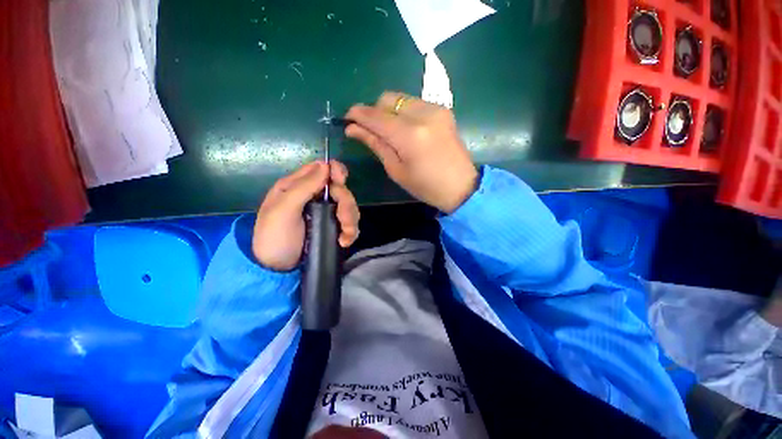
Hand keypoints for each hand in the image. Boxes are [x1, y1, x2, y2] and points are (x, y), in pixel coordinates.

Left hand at [252, 161, 359, 270]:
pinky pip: (350, 222)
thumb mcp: (282, 210)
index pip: (322, 168)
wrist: (277, 269)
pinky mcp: (332, 226)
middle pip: (341, 189)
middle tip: (342, 220)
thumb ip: (303, 187)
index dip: (336, 172)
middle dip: (346, 204)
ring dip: (350, 220)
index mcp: (298, 186)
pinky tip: (343, 241)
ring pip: (349, 206)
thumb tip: (325, 165)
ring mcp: (325, 212)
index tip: (340, 184)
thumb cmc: (274, 237)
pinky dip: (351, 231)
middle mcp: (314, 196)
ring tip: (344, 237)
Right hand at [345, 92, 477, 212]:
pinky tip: (406, 129)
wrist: (461, 186)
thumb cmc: (426, 186)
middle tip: (369, 128)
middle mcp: (423, 115)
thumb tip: (353, 129)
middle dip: (374, 111)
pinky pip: (415, 103)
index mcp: (409, 135)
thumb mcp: (396, 170)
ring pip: (401, 98)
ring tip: (389, 131)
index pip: (376, 116)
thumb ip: (376, 144)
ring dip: (389, 111)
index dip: (358, 114)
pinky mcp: (443, 110)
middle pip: (387, 99)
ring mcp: (436, 109)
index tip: (347, 118)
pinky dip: (404, 112)